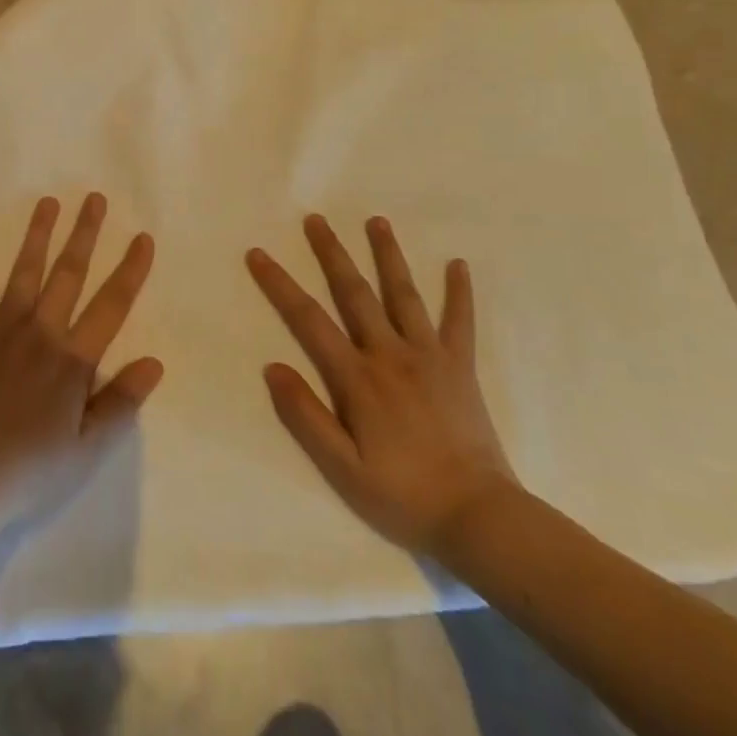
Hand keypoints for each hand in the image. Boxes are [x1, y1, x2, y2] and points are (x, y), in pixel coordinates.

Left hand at [0, 194, 163, 533]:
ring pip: (25, 270)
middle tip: (95, 198)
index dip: (131, 270)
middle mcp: (40, 331)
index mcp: (73, 359)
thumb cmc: (28, 470)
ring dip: (39, 234)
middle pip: (69, 273)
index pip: (112, 305)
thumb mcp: (87, 449)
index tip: (143, 238)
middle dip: (85, 233)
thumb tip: (155, 362)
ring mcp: (1, 327)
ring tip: (49, 201)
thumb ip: (121, 402)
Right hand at [247, 215, 516, 555]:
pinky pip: (460, 322)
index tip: (259, 254)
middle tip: (316, 219)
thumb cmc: (402, 494)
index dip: (280, 284)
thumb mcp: (341, 466)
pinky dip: (459, 292)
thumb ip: (305, 414)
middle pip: (354, 293)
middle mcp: (390, 354)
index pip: (309, 319)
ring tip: (377, 221)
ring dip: (388, 255)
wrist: (478, 516)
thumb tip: (272, 366)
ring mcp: (429, 356)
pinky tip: (458, 264)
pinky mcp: (461, 367)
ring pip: (404, 294)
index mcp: (357, 377)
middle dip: (332, 253)